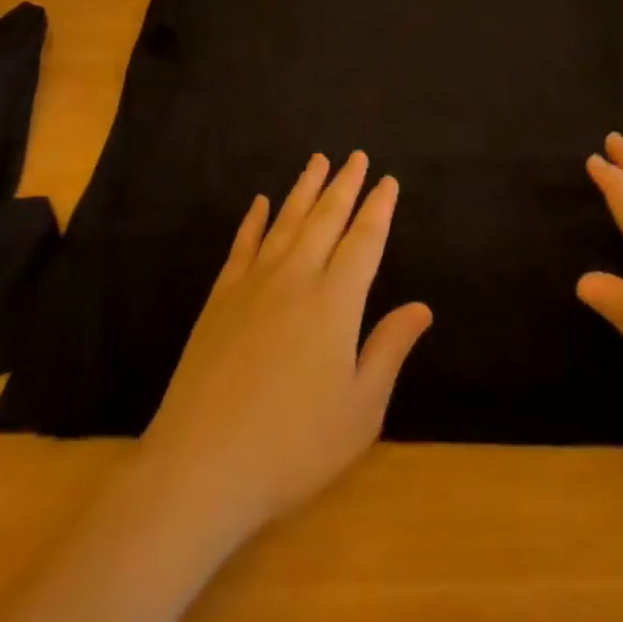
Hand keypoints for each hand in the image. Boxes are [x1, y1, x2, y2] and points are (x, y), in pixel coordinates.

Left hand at [136, 151, 432, 544]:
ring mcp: (254, 283)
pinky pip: (243, 244)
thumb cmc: (292, 446)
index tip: (388, 180)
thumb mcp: (359, 410)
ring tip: (318, 159)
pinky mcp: (220, 297)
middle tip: (357, 156)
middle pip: (326, 218)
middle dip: (345, 184)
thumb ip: (389, 350)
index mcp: (335, 301)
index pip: (364, 240)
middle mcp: (296, 277)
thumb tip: (422, 307)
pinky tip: (260, 202)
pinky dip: (254, 219)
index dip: (378, 208)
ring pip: (286, 220)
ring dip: (305, 187)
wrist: (200, 465)